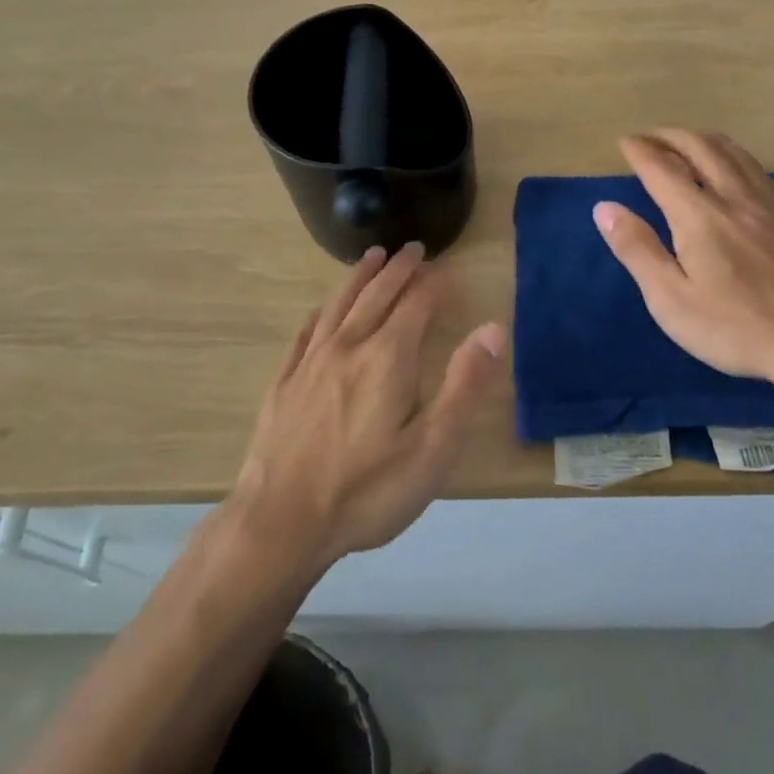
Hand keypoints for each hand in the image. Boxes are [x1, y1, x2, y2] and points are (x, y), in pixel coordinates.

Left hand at [229, 243, 506, 570]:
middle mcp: (348, 346)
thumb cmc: (367, 490)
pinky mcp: (283, 383)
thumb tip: (493, 329)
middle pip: (377, 295)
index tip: (446, 269)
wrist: (281, 523)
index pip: (416, 304)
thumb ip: (464, 384)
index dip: (433, 284)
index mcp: (388, 357)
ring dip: (359, 278)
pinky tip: (320, 310)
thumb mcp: (433, 447)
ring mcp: (310, 363)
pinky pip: (304, 334)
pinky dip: (319, 313)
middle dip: (399, 269)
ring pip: (339, 305)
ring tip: (372, 257)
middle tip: (412, 249)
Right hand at [594, 130, 773, 405]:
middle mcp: (735, 198)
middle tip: (650, 136)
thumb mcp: (671, 299)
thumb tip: (605, 207)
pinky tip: (737, 171)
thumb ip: (637, 249)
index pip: (662, 168)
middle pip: (700, 148)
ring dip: (704, 140)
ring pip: (735, 154)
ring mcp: (770, 205)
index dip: (640, 151)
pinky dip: (737, 158)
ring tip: (687, 142)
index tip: (624, 142)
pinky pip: (761, 171)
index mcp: (699, 216)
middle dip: (670, 136)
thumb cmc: (735, 327)